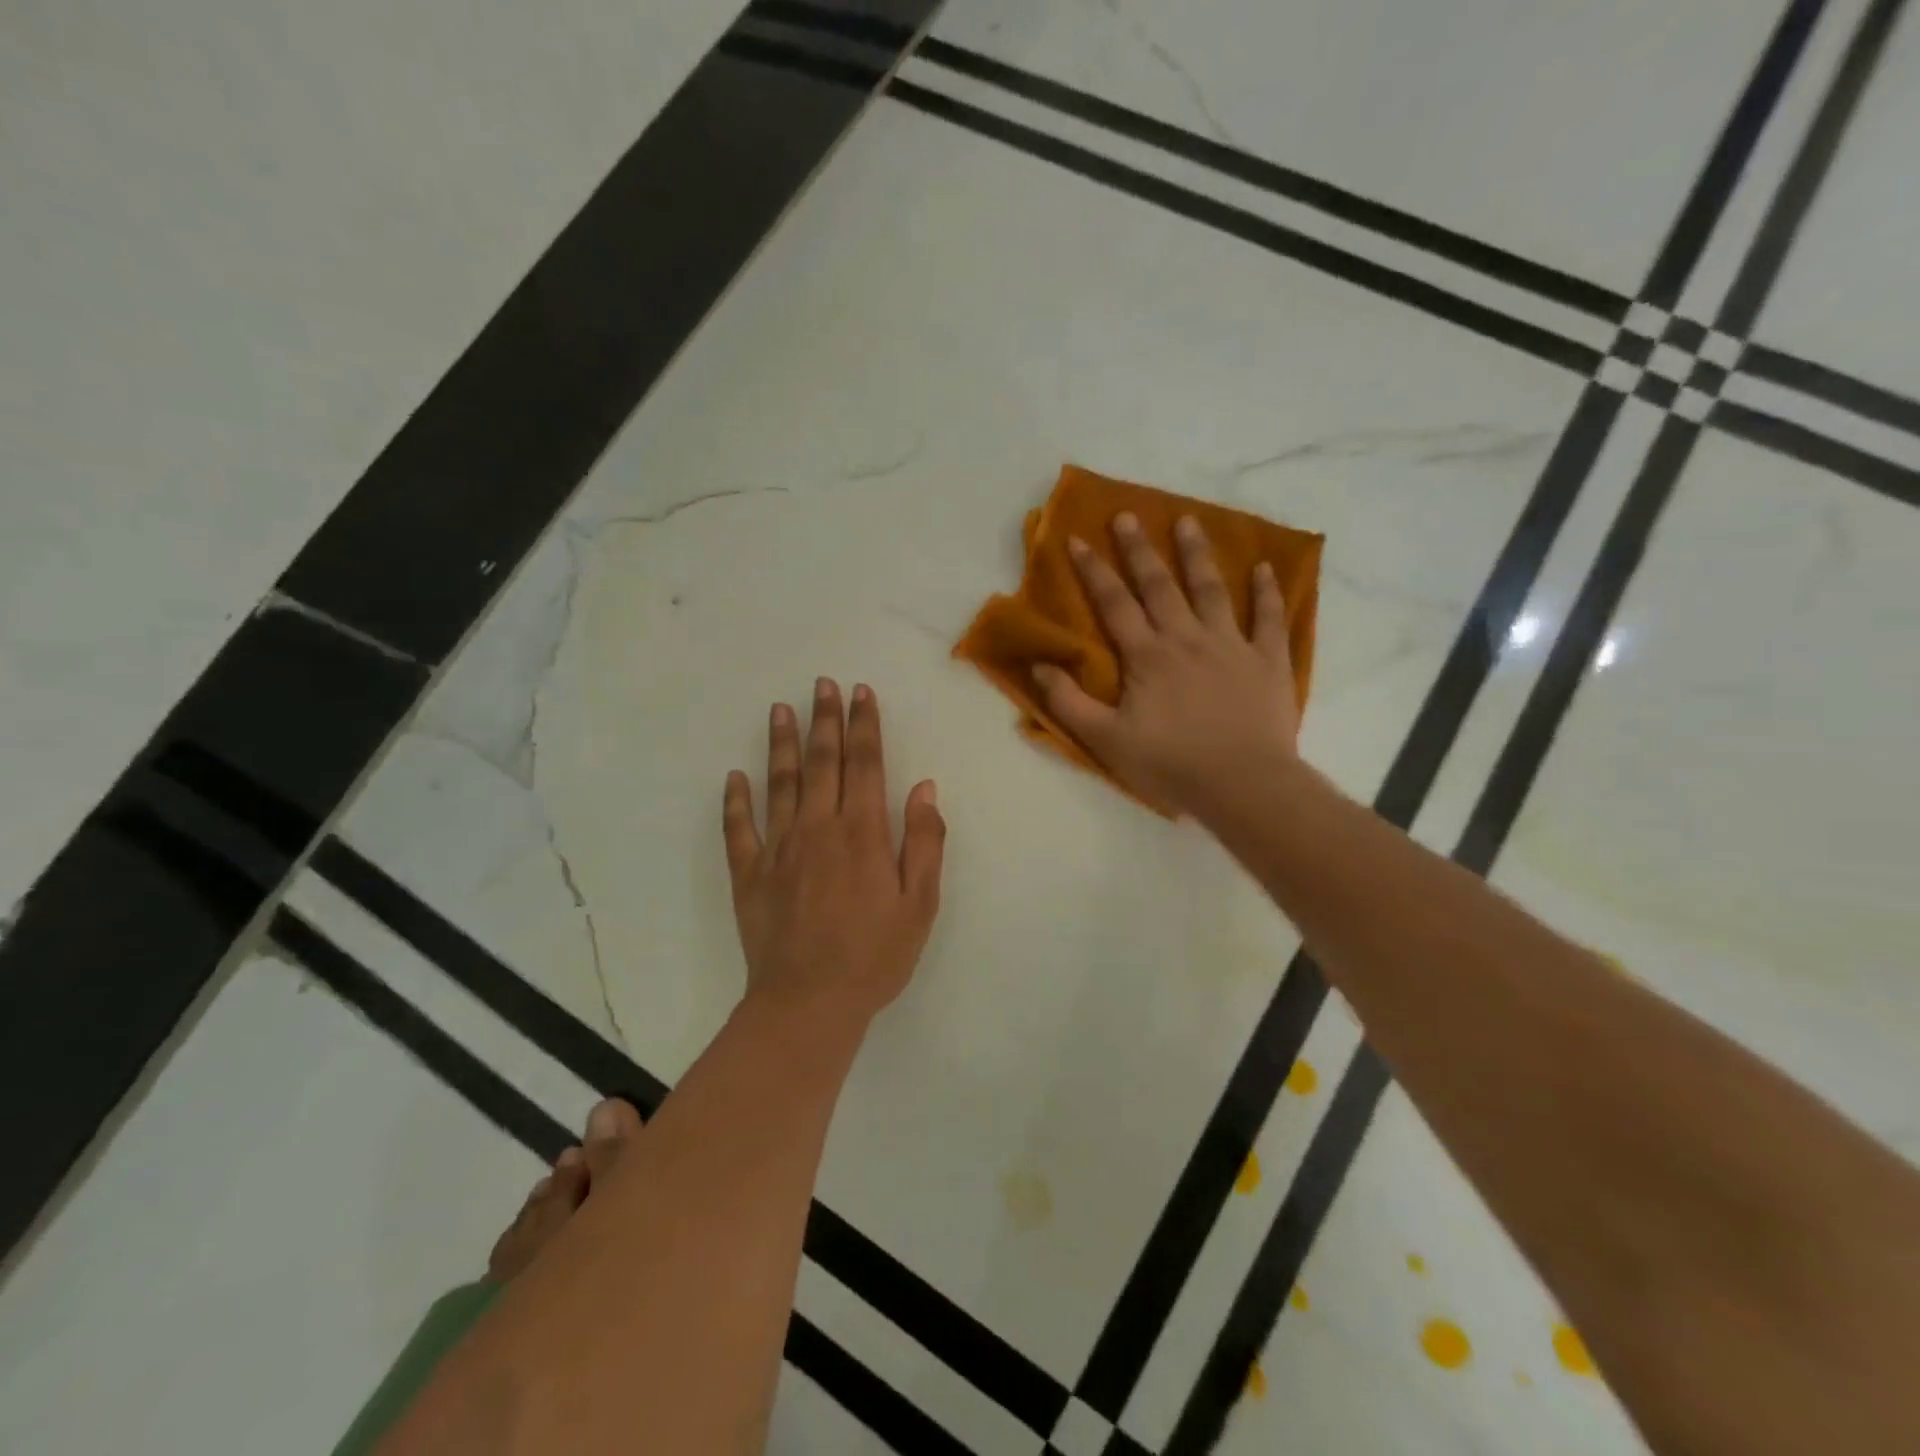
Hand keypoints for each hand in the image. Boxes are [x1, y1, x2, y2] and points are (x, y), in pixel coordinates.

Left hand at [723, 679, 945, 1023]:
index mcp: (863, 832)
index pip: (865, 763)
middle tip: (822, 684)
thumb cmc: (875, 955)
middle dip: (824, 719)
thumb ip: (924, 841)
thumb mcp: (919, 903)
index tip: (861, 692)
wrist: (809, 1003)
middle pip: (822, 762)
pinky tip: (734, 777)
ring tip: (780, 709)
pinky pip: (739, 829)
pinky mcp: (749, 874)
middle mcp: (818, 827)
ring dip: (781, 744)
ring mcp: (778, 848)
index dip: (864, 724)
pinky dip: (735, 801)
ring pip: (779, 783)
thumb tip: (924, 788)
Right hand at [1034, 512, 1300, 816]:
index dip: (1094, 571)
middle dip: (1139, 549)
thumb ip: (1069, 702)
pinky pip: (1269, 618)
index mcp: (1147, 656)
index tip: (1078, 539)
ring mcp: (1231, 645)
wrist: (1243, 784)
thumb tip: (1039, 666)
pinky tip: (1265, 568)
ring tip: (1188, 521)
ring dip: (1197, 554)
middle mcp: (1187, 638)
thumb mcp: (1106, 740)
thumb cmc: (1170, 764)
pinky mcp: (1267, 660)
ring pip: (1211, 590)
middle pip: (1160, 585)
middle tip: (1127, 515)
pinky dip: (1267, 591)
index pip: (1114, 603)